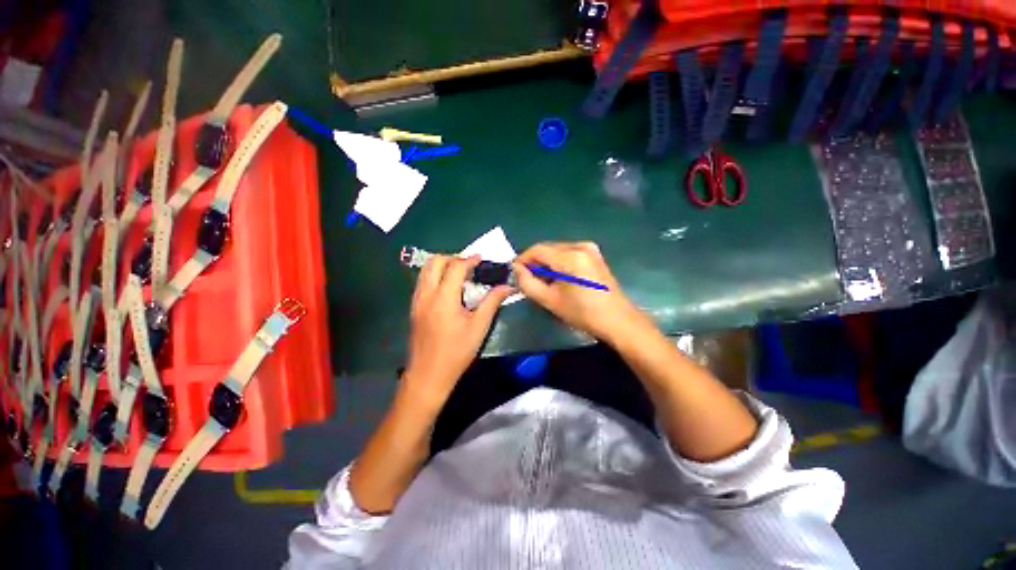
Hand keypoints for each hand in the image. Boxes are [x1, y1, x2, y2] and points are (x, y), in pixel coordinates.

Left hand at [403, 255, 512, 411]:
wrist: (428, 375)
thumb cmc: (457, 352)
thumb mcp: (479, 327)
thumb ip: (492, 302)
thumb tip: (508, 286)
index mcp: (443, 298)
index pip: (455, 267)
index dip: (469, 260)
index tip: (481, 259)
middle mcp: (426, 294)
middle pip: (434, 262)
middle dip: (452, 258)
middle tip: (469, 266)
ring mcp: (417, 301)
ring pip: (425, 270)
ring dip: (442, 265)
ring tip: (459, 274)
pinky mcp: (414, 308)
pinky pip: (422, 281)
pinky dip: (435, 276)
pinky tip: (448, 288)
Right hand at [514, 242, 644, 342]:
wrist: (617, 320)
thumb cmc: (582, 313)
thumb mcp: (550, 300)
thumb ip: (528, 283)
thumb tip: (517, 269)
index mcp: (570, 256)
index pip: (537, 249)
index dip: (523, 259)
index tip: (515, 272)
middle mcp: (580, 246)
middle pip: (548, 248)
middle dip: (535, 262)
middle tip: (528, 280)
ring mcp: (590, 249)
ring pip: (557, 251)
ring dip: (547, 263)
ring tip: (543, 282)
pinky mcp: (594, 255)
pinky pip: (569, 254)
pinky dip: (559, 263)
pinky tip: (559, 279)